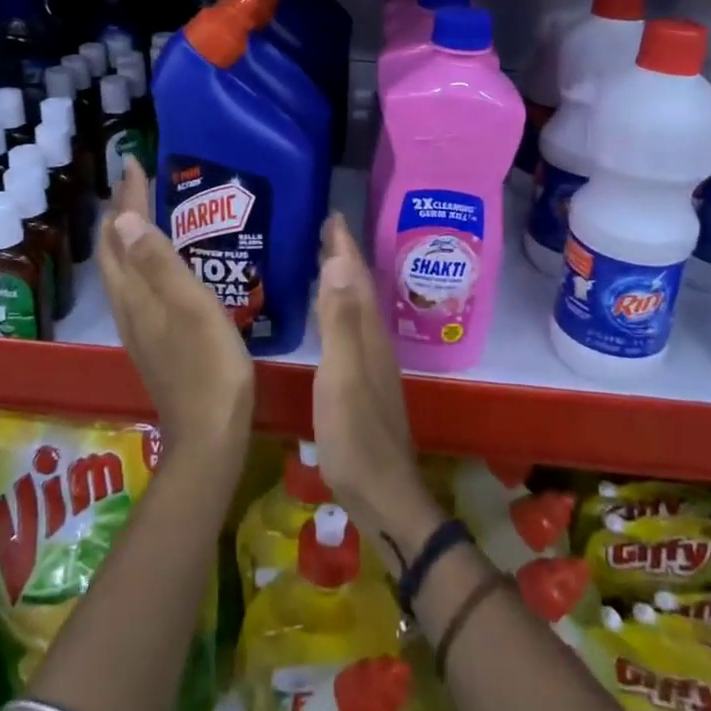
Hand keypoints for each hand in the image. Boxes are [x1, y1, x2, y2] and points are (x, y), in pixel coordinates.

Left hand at [97, 157, 253, 461]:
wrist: (208, 432)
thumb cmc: (209, 364)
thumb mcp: (190, 306)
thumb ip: (158, 262)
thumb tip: (120, 219)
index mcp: (135, 293)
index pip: (120, 233)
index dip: (127, 198)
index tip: (134, 163)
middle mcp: (128, 305)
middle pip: (112, 250)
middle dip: (120, 211)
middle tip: (137, 180)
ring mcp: (138, 325)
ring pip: (121, 268)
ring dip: (126, 234)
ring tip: (143, 210)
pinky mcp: (152, 339)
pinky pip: (135, 284)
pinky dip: (139, 258)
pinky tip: (158, 261)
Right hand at [312, 214, 441, 572]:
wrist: (384, 496)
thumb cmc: (356, 437)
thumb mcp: (342, 376)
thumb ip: (340, 322)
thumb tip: (339, 263)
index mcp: (368, 336)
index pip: (357, 279)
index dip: (344, 247)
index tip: (332, 215)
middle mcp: (375, 343)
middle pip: (361, 290)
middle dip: (345, 258)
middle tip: (326, 230)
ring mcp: (372, 365)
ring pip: (358, 310)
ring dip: (344, 282)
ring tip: (326, 262)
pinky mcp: (364, 385)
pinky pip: (352, 331)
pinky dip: (341, 311)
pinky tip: (332, 319)